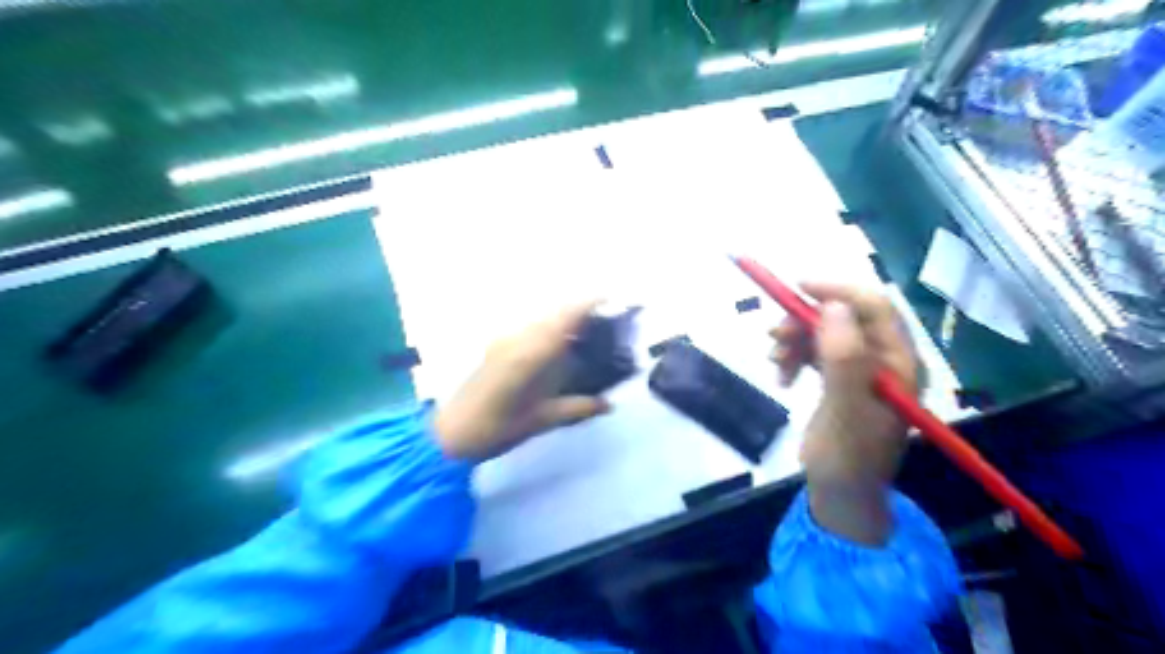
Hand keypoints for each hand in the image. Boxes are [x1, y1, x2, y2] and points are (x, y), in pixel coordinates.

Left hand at [435, 304, 609, 462]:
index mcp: (532, 354)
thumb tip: (609, 404)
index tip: (609, 300)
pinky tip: (557, 347)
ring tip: (585, 334)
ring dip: (563, 319)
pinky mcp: (496, 346)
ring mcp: (505, 340)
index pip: (565, 318)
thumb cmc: (498, 428)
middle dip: (580, 311)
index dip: (587, 304)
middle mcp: (519, 338)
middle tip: (604, 322)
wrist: (453, 433)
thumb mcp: (542, 421)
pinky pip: (530, 327)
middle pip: (554, 312)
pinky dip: (548, 328)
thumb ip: (578, 408)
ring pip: (541, 318)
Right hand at [770, 284, 925, 544]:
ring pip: (826, 333)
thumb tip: (833, 307)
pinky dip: (796, 357)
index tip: (797, 288)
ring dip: (796, 340)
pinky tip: (782, 376)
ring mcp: (863, 370)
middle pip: (844, 317)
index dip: (837, 290)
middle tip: (773, 336)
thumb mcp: (845, 412)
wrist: (841, 496)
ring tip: (775, 363)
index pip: (875, 308)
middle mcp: (885, 361)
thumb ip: (844, 360)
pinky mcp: (843, 381)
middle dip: (806, 321)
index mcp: (899, 364)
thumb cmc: (847, 460)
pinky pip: (817, 352)